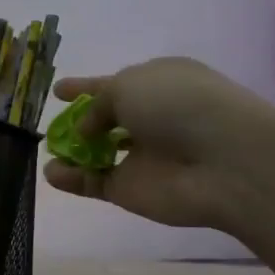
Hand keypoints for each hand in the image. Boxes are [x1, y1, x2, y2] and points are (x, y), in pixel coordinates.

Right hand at [42, 57, 269, 231]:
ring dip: (73, 153)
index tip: (59, 90)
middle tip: (54, 126)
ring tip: (50, 151)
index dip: (86, 86)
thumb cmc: (178, 104)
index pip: (115, 84)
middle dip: (81, 122)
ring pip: (100, 154)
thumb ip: (98, 104)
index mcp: (159, 83)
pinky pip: (96, 183)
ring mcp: (144, 157)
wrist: (224, 161)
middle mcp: (152, 118)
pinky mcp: (133, 191)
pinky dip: (73, 180)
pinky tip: (53, 173)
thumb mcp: (128, 85)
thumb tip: (88, 129)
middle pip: (108, 120)